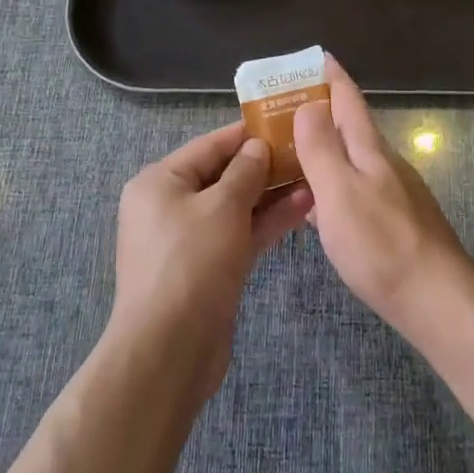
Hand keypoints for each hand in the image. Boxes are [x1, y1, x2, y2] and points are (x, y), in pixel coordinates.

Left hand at [109, 123, 313, 398]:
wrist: (170, 350)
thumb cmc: (191, 262)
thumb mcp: (222, 206)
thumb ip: (245, 171)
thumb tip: (257, 146)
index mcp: (160, 182)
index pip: (209, 146)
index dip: (246, 134)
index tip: (283, 121)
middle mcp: (169, 206)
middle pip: (222, 176)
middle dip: (264, 165)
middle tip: (305, 150)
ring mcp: (189, 240)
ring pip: (235, 207)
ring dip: (271, 194)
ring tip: (314, 176)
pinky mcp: (208, 269)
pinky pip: (239, 234)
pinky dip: (266, 222)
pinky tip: (303, 207)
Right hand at [292, 57, 473, 344]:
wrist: (437, 299)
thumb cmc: (381, 244)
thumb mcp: (340, 192)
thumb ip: (321, 148)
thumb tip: (309, 104)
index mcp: (369, 149)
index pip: (348, 99)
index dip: (332, 76)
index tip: (317, 55)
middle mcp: (384, 163)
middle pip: (350, 126)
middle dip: (321, 111)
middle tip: (284, 108)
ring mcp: (393, 192)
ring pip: (352, 158)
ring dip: (325, 148)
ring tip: (291, 152)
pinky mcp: (395, 220)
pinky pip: (356, 187)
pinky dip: (332, 182)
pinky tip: (317, 203)